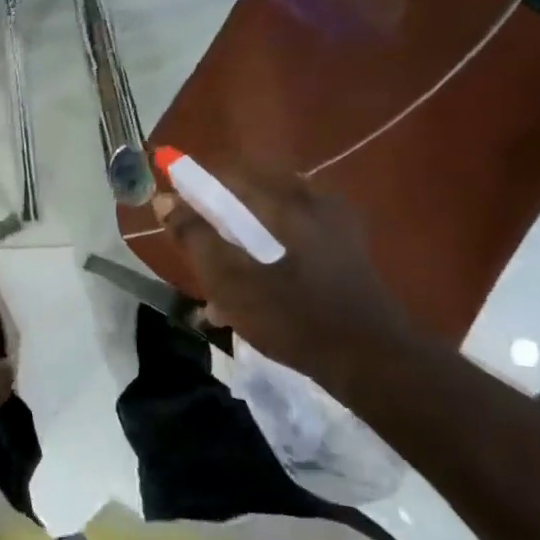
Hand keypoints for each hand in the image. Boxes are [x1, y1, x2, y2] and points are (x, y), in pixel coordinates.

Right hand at [154, 166, 419, 396]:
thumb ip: (195, 237)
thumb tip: (165, 201)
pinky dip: (267, 258)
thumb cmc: (295, 318)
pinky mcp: (347, 253)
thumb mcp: (231, 281)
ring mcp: (337, 228)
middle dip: (219, 223)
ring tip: (222, 288)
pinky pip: (293, 242)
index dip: (195, 190)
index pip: (229, 176)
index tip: (173, 215)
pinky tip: (254, 296)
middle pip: (250, 198)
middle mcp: (316, 202)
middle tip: (200, 255)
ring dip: (241, 246)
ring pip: (271, 224)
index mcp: (288, 201)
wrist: (373, 363)